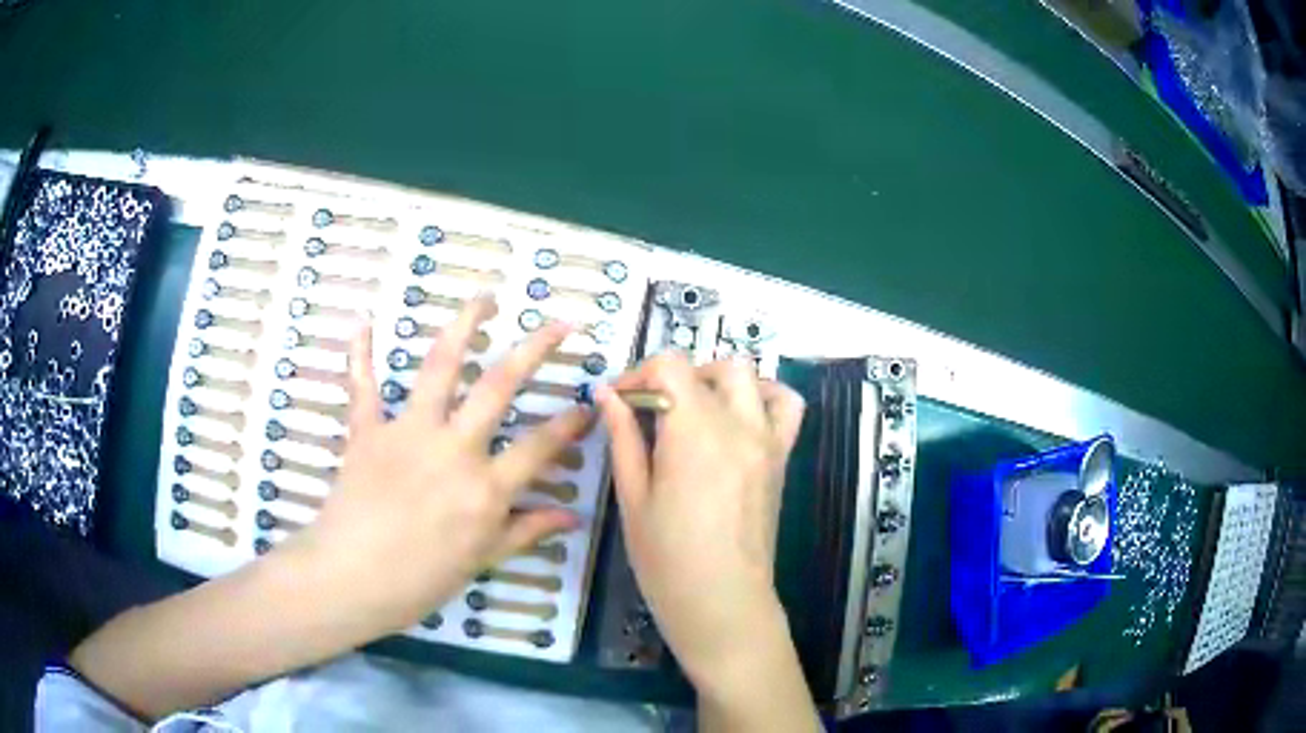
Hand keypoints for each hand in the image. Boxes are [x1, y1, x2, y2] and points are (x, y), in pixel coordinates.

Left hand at [284, 296, 588, 638]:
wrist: (350, 579)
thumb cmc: (419, 581)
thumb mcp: (481, 560)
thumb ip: (526, 531)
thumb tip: (573, 518)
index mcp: (485, 488)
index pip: (540, 446)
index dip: (570, 424)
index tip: (589, 403)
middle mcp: (453, 449)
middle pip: (499, 387)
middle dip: (534, 349)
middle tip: (559, 323)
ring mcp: (408, 433)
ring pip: (440, 368)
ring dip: (463, 326)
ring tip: (484, 297)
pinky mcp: (368, 432)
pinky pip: (363, 387)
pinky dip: (360, 356)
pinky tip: (363, 324)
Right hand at [596, 353, 804, 692]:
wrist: (723, 602)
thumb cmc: (667, 560)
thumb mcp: (633, 498)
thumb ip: (622, 438)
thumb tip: (605, 393)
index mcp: (694, 432)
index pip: (670, 366)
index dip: (638, 375)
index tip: (618, 402)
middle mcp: (738, 424)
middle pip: (711, 366)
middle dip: (675, 377)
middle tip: (650, 411)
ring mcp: (767, 439)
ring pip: (750, 376)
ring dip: (718, 380)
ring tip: (694, 411)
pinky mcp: (782, 457)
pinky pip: (786, 406)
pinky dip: (765, 396)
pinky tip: (740, 418)